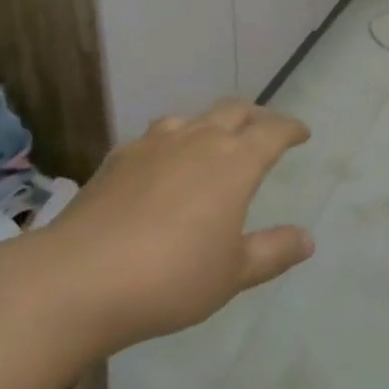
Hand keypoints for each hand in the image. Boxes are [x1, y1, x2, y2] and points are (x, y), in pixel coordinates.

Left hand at [39, 101, 314, 355]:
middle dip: (255, 116)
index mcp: (234, 161)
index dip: (290, 128)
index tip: (302, 133)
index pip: (272, 130)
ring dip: (211, 124)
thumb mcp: (232, 274)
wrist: (81, 276)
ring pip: (193, 118)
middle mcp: (198, 138)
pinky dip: (172, 143)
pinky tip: (162, 165)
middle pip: (235, 110)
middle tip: (264, 129)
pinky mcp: (119, 155)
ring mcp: (155, 142)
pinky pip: (157, 137)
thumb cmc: (171, 277)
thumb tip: (308, 238)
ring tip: (213, 142)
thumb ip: (273, 251)